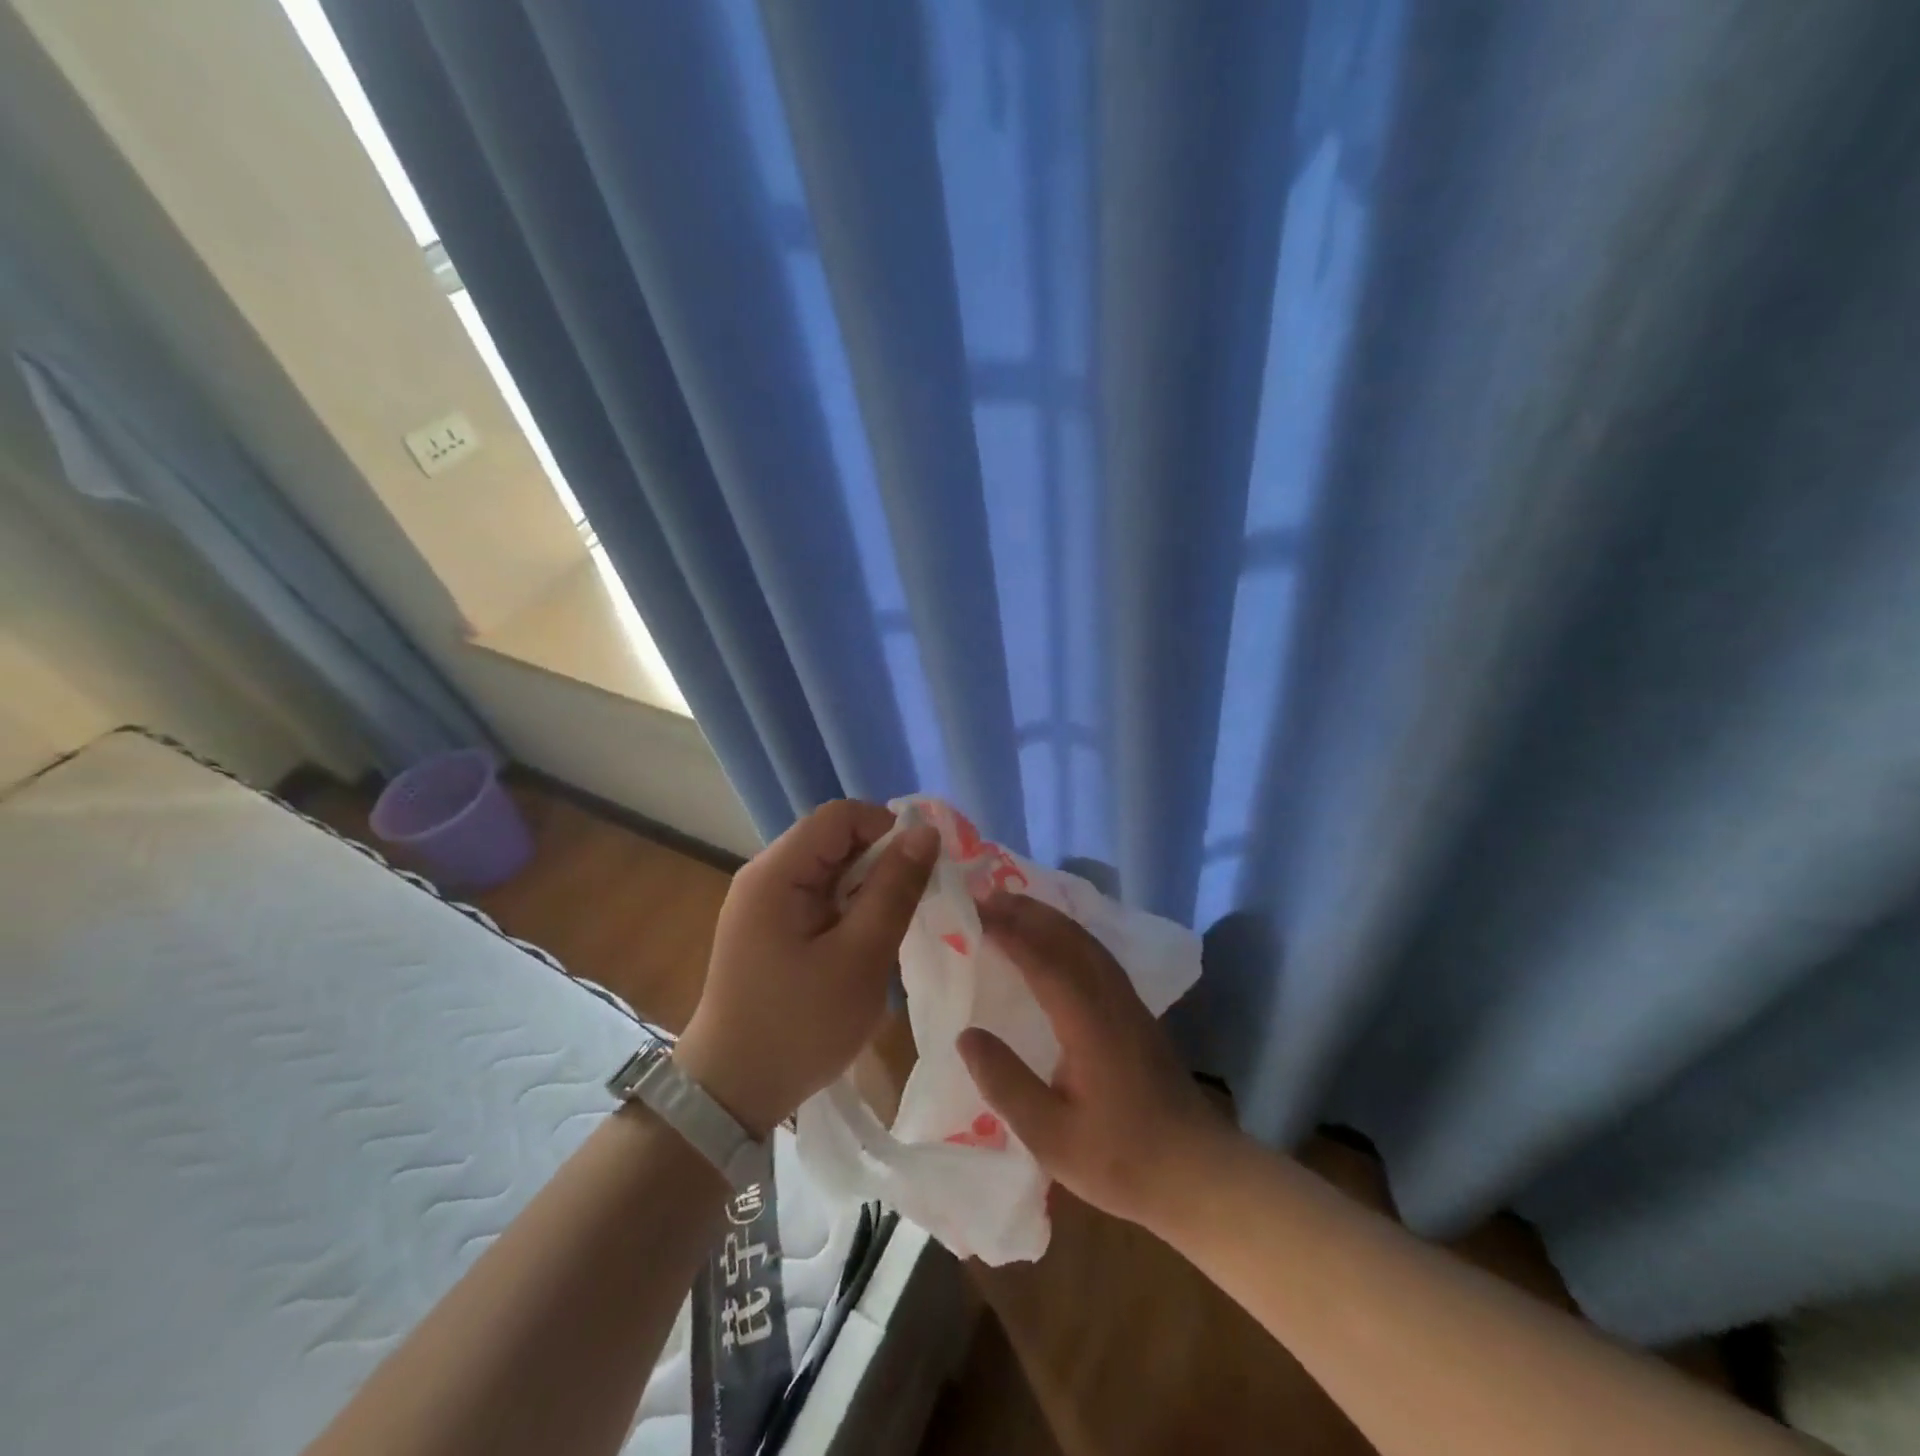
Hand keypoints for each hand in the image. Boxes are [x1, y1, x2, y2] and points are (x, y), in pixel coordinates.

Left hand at [675, 802, 938, 1137]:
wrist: (731, 1095)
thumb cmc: (798, 1026)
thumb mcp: (860, 958)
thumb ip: (894, 890)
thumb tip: (926, 832)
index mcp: (776, 873)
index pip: (840, 816)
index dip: (886, 828)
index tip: (921, 869)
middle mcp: (766, 876)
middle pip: (835, 841)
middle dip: (881, 862)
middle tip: (916, 904)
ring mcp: (765, 904)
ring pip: (832, 871)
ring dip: (869, 891)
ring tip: (894, 929)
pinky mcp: (772, 930)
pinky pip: (821, 899)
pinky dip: (851, 912)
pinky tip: (868, 946)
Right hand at [956, 890, 1230, 1228]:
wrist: (1197, 1173)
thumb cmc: (1121, 1159)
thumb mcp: (1051, 1137)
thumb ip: (1006, 1084)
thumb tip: (966, 1034)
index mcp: (1089, 1023)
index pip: (1043, 961)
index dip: (1008, 933)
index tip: (974, 913)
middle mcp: (1111, 999)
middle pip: (1068, 938)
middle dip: (1027, 912)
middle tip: (986, 897)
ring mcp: (1129, 1002)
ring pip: (1086, 942)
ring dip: (1049, 919)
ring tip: (1013, 908)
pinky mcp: (1137, 1012)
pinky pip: (1097, 954)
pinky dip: (1068, 934)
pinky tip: (1055, 942)